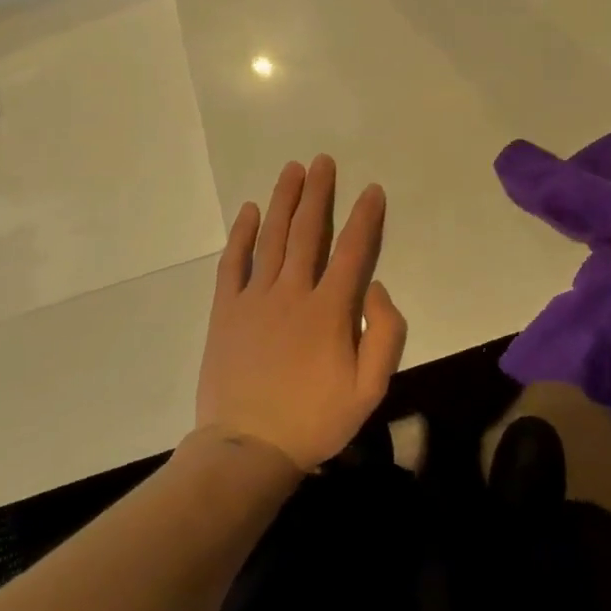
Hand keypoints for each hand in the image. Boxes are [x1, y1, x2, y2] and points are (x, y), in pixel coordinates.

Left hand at [195, 156, 407, 470]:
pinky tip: (248, 211)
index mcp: (329, 310)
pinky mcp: (226, 310)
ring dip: (283, 201)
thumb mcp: (370, 389)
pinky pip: (233, 262)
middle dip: (318, 193)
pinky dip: (241, 234)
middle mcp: (292, 292)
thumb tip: (375, 286)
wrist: (248, 449)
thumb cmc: (314, 420)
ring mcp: (255, 298)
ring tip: (293, 170)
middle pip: (307, 231)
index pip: (352, 250)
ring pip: (272, 238)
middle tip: (323, 161)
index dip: (364, 217)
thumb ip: (384, 334)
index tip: (372, 190)